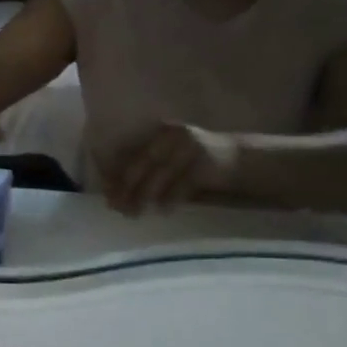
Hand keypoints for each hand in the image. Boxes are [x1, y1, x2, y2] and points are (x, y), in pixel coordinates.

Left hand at [102, 122, 239, 214]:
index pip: (133, 154)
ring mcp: (191, 146)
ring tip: (134, 213)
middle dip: (127, 187)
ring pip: (161, 174)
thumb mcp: (169, 164)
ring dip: (145, 196)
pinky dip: (170, 199)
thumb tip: (115, 195)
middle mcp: (173, 135)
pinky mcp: (206, 162)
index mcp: (160, 133)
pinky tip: (162, 211)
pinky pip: (182, 183)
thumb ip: (146, 173)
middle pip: (144, 163)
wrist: (239, 162)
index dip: (117, 174)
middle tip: (116, 207)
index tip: (107, 194)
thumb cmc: (193, 167)